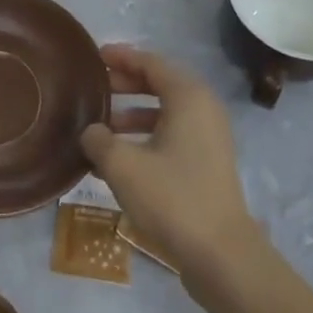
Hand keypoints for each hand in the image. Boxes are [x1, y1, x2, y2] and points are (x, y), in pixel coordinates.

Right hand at [82, 44, 258, 281]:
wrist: (222, 255)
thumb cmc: (172, 198)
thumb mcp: (123, 166)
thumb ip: (99, 140)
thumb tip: (90, 131)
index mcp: (188, 96)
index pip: (151, 62)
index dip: (121, 57)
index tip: (95, 57)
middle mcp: (203, 108)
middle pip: (160, 84)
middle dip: (126, 84)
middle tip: (95, 89)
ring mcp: (210, 137)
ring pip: (166, 112)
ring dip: (133, 114)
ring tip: (101, 127)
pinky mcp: (208, 163)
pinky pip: (173, 135)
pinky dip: (147, 137)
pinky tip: (119, 159)